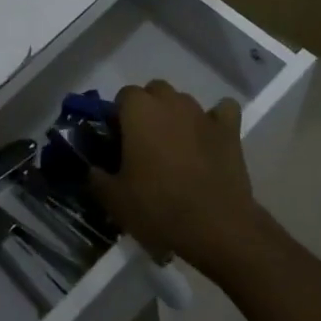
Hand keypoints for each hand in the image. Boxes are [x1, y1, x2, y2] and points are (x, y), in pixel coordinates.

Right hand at [91, 80, 271, 279]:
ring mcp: (201, 113)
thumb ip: (97, 178)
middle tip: (145, 145)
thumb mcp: (115, 201)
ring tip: (176, 149)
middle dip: (148, 111)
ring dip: (176, 116)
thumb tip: (92, 169)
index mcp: (139, 110)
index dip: (119, 118)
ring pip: (183, 101)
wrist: (216, 228)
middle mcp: (169, 101)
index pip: (122, 96)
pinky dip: (216, 120)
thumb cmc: (159, 208)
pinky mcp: (229, 129)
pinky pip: (222, 111)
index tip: (119, 143)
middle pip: (154, 92)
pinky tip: (211, 137)